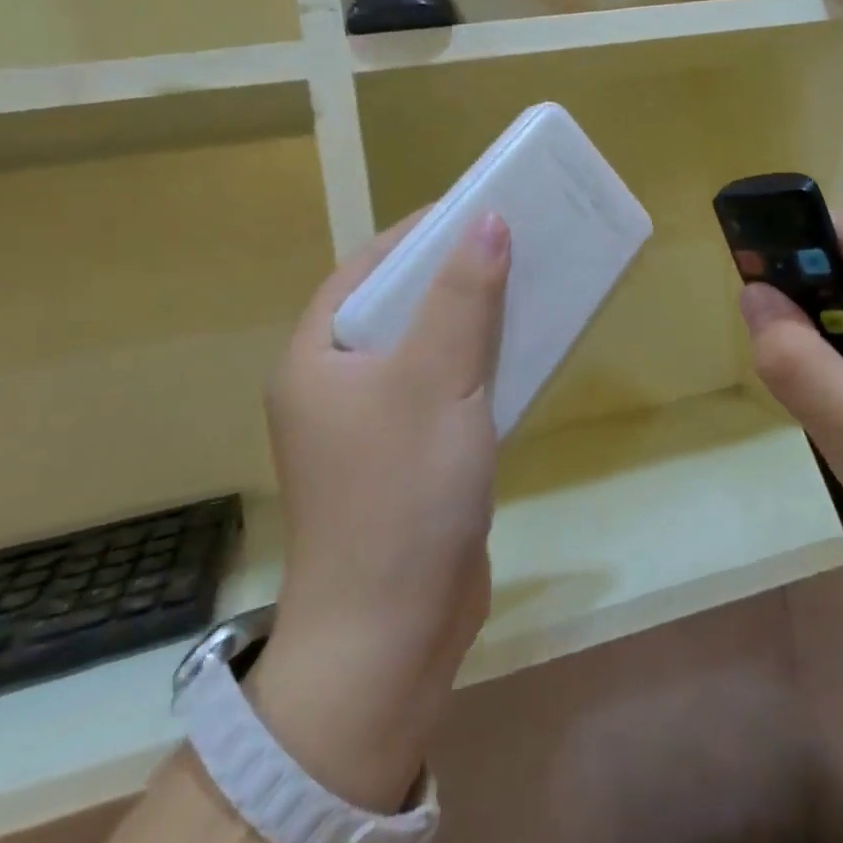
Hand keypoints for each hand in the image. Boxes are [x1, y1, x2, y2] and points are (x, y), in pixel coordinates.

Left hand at [246, 209, 510, 812]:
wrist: (391, 635)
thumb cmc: (403, 492)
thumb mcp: (437, 379)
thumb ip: (464, 297)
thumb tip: (488, 220)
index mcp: (317, 357)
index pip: (366, 269)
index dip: (419, 232)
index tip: (474, 207)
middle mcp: (335, 386)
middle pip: (398, 306)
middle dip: (453, 273)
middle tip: (511, 243)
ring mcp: (370, 427)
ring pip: (425, 349)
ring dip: (471, 319)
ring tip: (525, 286)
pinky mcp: (407, 459)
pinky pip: (444, 390)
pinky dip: (478, 366)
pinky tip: (520, 354)